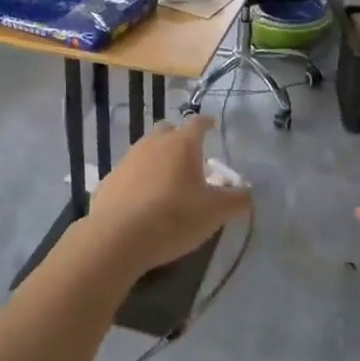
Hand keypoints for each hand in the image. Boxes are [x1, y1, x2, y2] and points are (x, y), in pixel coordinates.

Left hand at [78, 118, 250, 275]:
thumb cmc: (174, 217)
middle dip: (180, 139)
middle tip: (191, 157)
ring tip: (168, 181)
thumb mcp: (215, 212)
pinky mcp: (110, 180)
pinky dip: (140, 179)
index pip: (198, 123)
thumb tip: (249, 192)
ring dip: (159, 159)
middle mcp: (153, 143)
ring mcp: (128, 160)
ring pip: (147, 150)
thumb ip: (237, 200)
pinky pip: (130, 173)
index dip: (207, 124)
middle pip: (168, 131)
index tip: (213, 126)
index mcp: (182, 144)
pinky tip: (144, 200)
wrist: (117, 237)